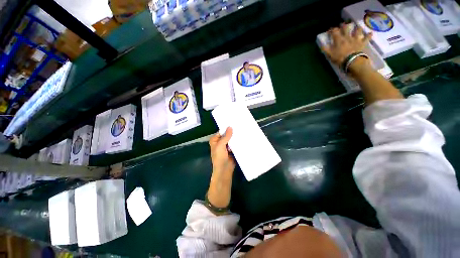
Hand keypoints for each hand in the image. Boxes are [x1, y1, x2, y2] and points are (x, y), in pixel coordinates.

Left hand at [207, 127, 235, 208]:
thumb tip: (230, 127)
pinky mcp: (232, 150)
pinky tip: (244, 137)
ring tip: (243, 130)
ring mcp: (227, 146)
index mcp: (215, 140)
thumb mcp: (220, 145)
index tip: (234, 122)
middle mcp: (220, 142)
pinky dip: (238, 142)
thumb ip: (226, 136)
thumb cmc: (219, 157)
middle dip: (232, 132)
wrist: (224, 170)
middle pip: (227, 135)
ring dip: (236, 137)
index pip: (221, 131)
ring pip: (232, 139)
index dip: (227, 128)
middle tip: (240, 125)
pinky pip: (235, 144)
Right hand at [322, 23, 372, 66]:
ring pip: (357, 30)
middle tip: (343, 24)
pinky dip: (368, 35)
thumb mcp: (330, 55)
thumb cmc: (339, 58)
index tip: (330, 29)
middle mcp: (347, 37)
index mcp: (339, 40)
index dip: (332, 30)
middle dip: (344, 26)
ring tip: (357, 27)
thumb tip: (321, 45)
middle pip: (346, 28)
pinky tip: (370, 33)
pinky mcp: (362, 43)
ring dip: (357, 28)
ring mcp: (356, 39)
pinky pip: (367, 38)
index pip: (334, 32)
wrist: (352, 61)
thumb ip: (325, 49)